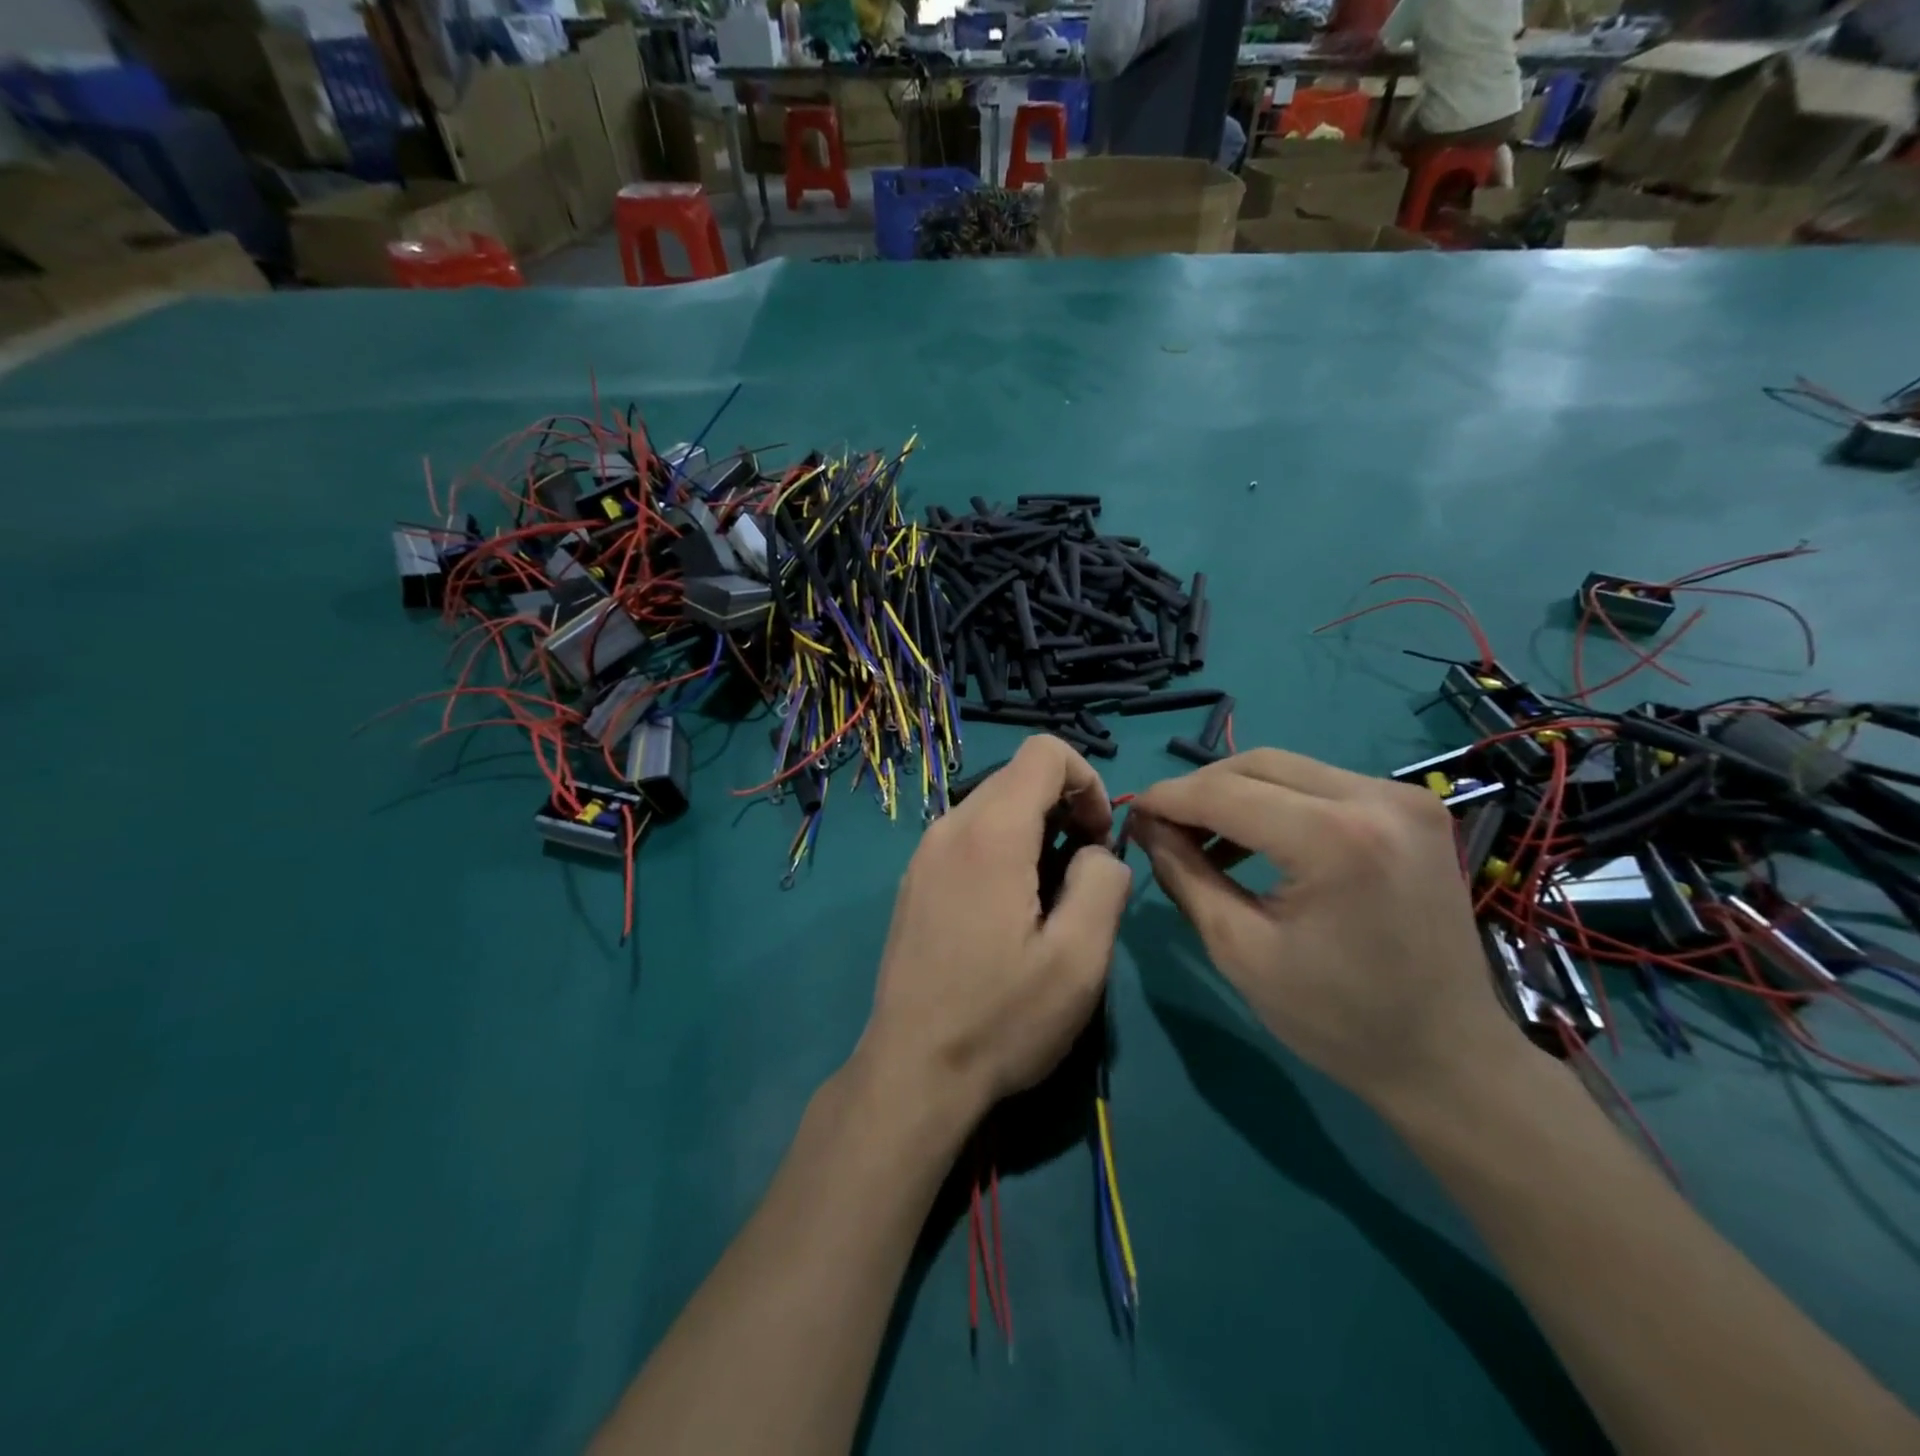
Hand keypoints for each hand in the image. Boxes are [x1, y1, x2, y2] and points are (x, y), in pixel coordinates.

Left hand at [859, 736, 1132, 1122]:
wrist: (913, 1070)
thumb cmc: (1002, 1018)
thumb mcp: (1079, 959)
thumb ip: (1104, 882)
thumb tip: (1097, 852)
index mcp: (989, 833)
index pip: (1044, 752)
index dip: (1088, 782)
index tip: (1099, 839)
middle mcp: (948, 827)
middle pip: (1018, 777)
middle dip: (1064, 808)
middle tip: (1081, 876)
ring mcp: (924, 853)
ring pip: (993, 806)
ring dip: (1035, 832)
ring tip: (1048, 900)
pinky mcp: (915, 880)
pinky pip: (968, 837)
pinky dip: (1003, 850)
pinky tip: (1008, 913)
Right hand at [1128, 748, 1526, 1110]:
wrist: (1450, 1057)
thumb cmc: (1337, 1018)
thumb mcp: (1239, 949)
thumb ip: (1184, 874)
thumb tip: (1146, 825)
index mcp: (1335, 839)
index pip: (1225, 792)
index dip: (1169, 798)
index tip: (1131, 813)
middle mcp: (1376, 798)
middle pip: (1257, 764)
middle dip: (1199, 789)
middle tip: (1162, 825)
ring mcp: (1403, 797)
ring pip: (1288, 767)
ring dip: (1236, 792)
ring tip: (1201, 836)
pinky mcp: (1412, 807)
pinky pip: (1321, 784)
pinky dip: (1276, 801)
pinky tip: (1254, 839)